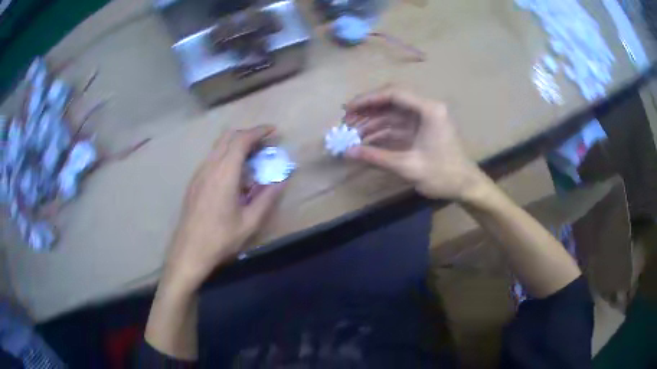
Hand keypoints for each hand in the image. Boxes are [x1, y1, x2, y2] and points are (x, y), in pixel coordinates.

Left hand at [162, 126, 284, 291]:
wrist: (189, 252)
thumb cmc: (221, 239)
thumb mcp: (250, 222)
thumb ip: (267, 198)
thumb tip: (281, 180)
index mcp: (224, 174)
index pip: (241, 140)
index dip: (258, 132)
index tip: (273, 131)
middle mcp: (209, 167)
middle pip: (227, 137)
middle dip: (247, 134)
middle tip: (264, 143)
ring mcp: (199, 174)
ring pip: (218, 147)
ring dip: (236, 145)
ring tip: (251, 159)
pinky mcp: (194, 182)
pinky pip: (212, 159)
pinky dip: (226, 156)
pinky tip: (234, 176)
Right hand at [344, 86, 489, 200]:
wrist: (466, 187)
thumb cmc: (443, 175)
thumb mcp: (408, 166)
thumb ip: (376, 157)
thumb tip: (347, 152)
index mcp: (429, 110)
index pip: (394, 94)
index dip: (368, 99)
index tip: (348, 108)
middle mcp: (426, 109)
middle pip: (392, 101)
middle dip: (368, 111)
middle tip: (346, 121)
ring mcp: (424, 119)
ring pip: (392, 114)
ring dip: (373, 122)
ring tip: (352, 134)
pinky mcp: (421, 130)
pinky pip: (397, 126)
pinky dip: (382, 133)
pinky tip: (366, 141)